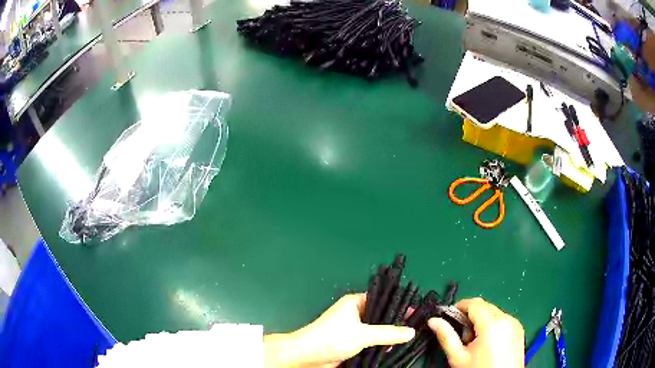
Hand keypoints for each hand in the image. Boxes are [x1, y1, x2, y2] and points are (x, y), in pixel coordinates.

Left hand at [264, 293, 414, 367]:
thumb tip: (411, 331)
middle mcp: (355, 313)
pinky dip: (381, 344)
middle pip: (381, 316)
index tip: (416, 312)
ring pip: (377, 330)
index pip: (382, 300)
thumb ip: (388, 333)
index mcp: (355, 302)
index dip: (399, 305)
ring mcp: (354, 329)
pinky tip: (394, 348)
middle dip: (396, 322)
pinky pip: (372, 341)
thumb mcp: (363, 334)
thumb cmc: (332, 338)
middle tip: (417, 326)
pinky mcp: (352, 343)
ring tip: (409, 338)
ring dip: (389, 335)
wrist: (308, 356)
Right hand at [428, 298, 523, 367]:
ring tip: (474, 343)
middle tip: (461, 336)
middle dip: (470, 316)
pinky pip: (503, 320)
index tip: (449, 317)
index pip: (474, 303)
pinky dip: (492, 326)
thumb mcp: (458, 357)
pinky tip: (487, 344)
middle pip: (485, 306)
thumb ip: (446, 336)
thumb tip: (433, 320)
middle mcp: (507, 318)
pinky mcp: (519, 330)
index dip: (459, 307)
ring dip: (481, 321)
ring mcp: (515, 323)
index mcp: (492, 323)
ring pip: (494, 312)